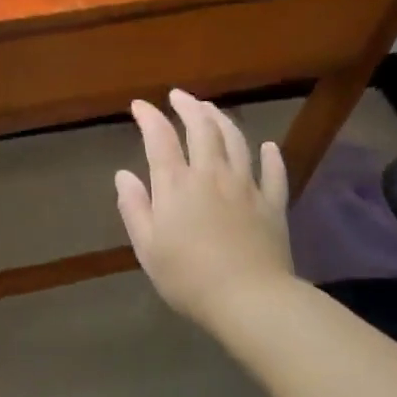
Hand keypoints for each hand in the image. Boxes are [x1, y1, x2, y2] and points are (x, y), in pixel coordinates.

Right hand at [115, 90, 295, 327]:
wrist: (250, 300)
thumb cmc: (188, 277)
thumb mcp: (147, 247)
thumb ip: (134, 207)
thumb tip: (123, 175)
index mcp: (176, 185)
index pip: (160, 138)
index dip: (149, 117)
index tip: (139, 105)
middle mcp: (211, 175)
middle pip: (202, 129)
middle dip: (189, 107)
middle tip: (179, 96)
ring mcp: (246, 187)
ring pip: (236, 141)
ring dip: (222, 119)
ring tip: (211, 109)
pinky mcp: (273, 205)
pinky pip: (274, 173)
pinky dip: (270, 156)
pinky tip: (267, 147)